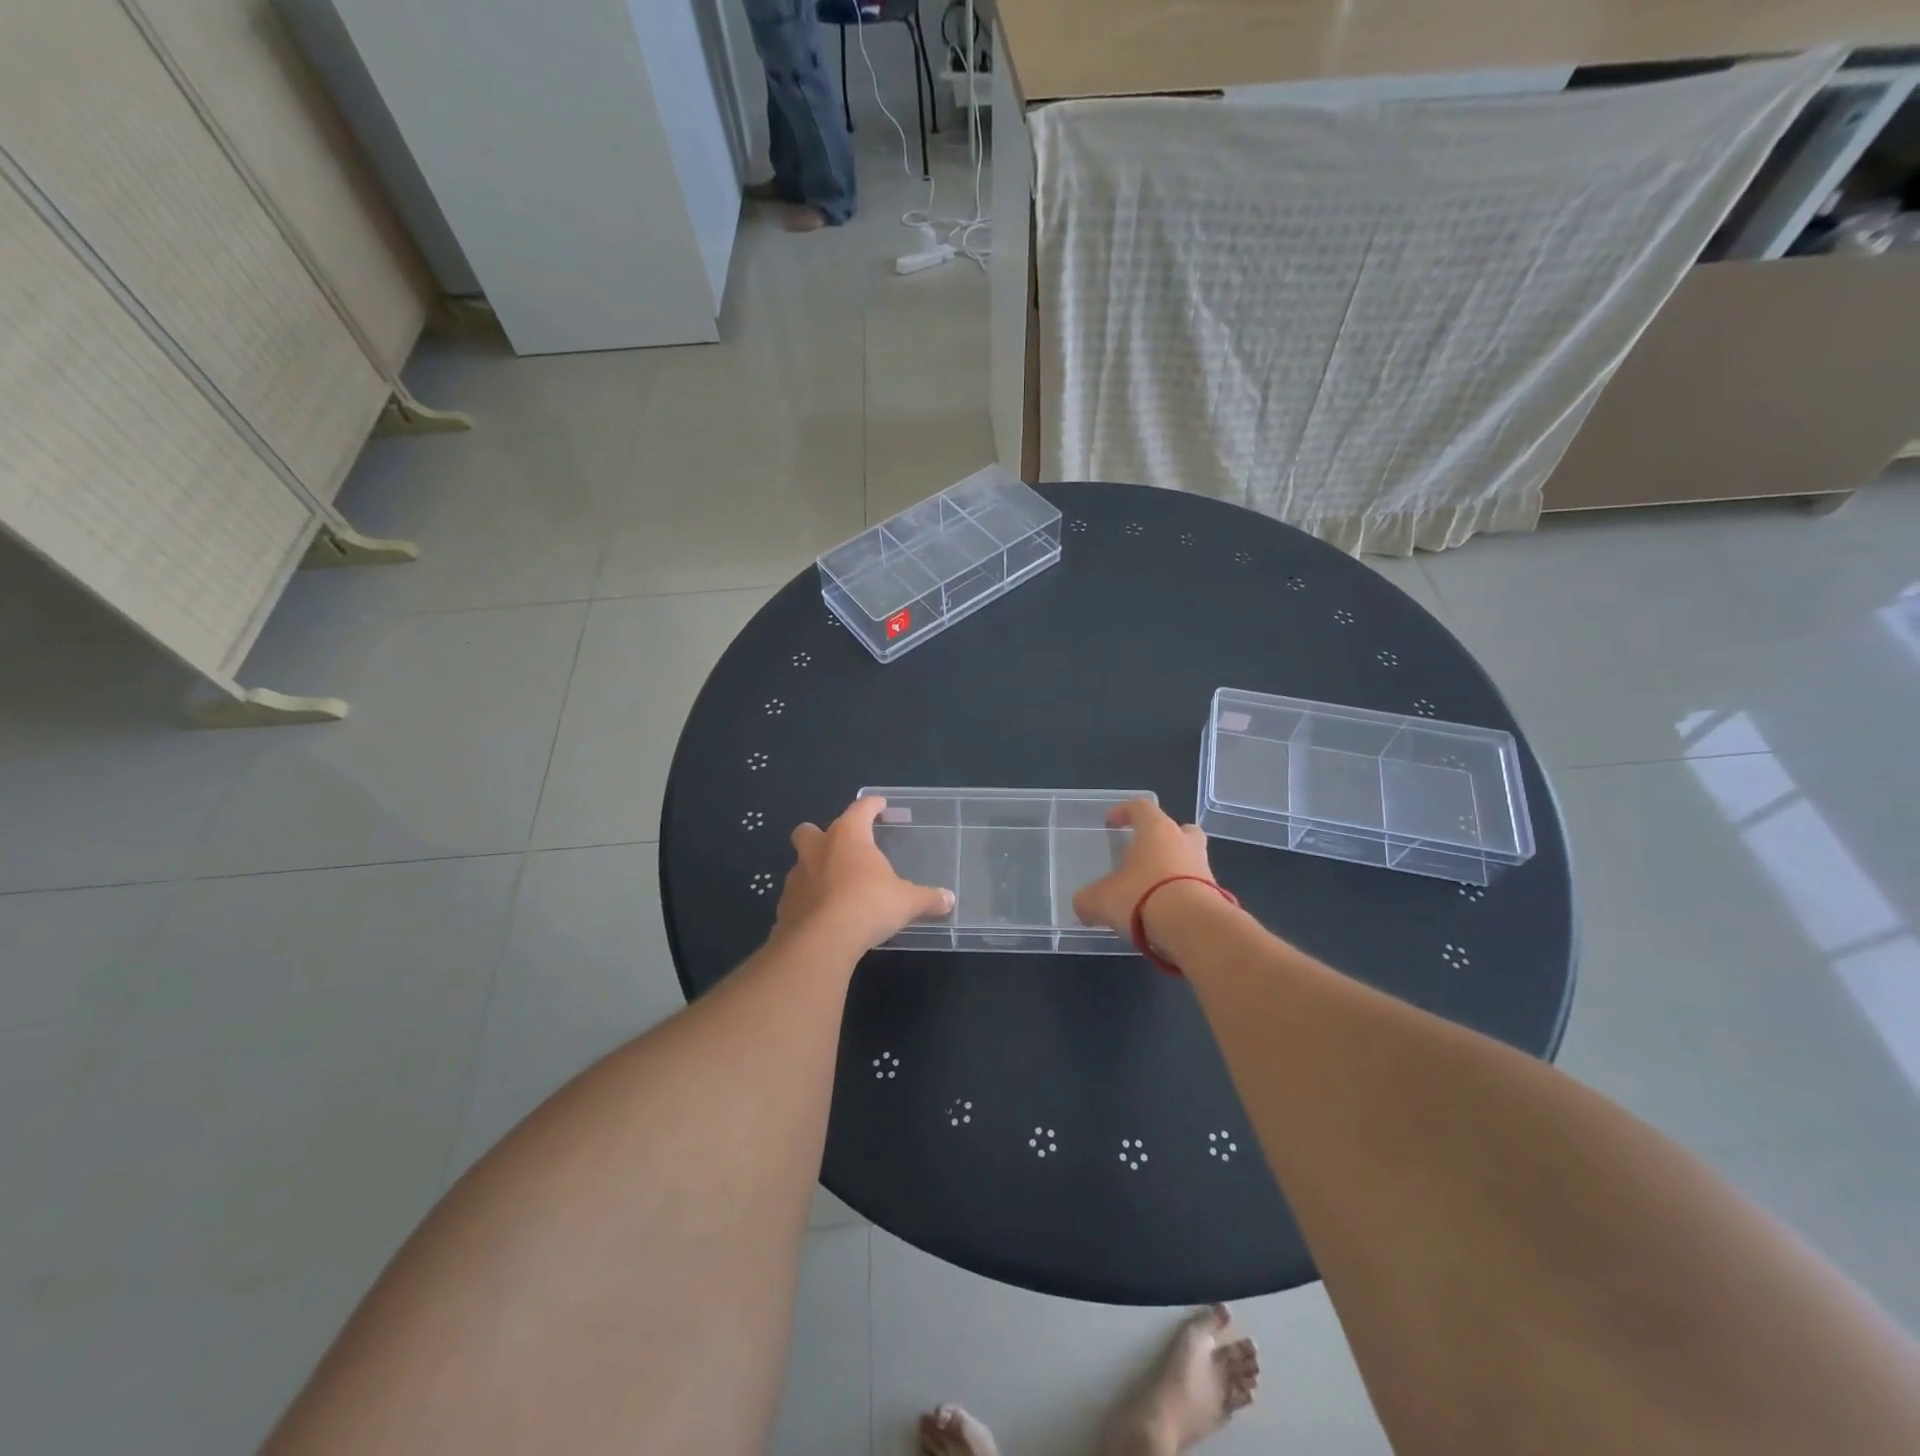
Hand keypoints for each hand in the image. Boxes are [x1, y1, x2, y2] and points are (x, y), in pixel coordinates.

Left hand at [776, 796, 955, 952]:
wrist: (822, 941)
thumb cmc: (869, 905)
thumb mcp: (907, 902)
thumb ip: (927, 898)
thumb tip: (949, 899)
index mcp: (848, 836)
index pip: (860, 809)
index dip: (872, 805)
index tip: (880, 805)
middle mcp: (817, 849)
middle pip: (809, 831)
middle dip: (820, 834)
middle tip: (839, 847)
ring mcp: (796, 878)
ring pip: (800, 864)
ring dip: (813, 870)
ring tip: (834, 887)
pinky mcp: (784, 906)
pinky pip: (797, 896)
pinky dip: (808, 901)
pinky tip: (822, 914)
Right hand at [1072, 798, 1216, 935]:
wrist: (1193, 927)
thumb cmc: (1142, 897)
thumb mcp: (1101, 900)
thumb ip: (1087, 900)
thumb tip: (1082, 906)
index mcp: (1156, 830)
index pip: (1141, 807)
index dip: (1124, 811)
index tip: (1111, 821)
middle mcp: (1184, 842)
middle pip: (1178, 829)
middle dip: (1163, 838)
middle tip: (1146, 853)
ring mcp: (1204, 868)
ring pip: (1190, 859)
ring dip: (1174, 870)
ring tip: (1153, 891)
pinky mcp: (1216, 895)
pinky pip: (1196, 888)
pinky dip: (1182, 896)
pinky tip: (1166, 914)